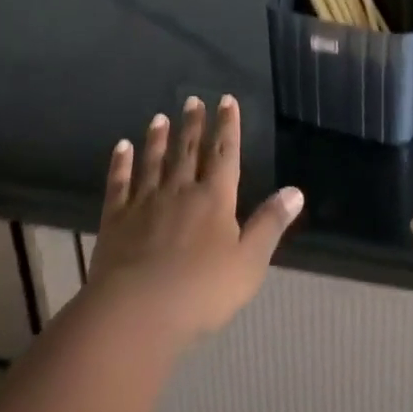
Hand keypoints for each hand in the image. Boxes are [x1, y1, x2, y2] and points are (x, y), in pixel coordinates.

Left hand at [86, 95, 302, 344]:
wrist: (137, 312)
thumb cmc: (201, 291)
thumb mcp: (249, 262)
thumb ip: (270, 224)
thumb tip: (296, 191)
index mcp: (215, 198)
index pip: (224, 154)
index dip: (228, 126)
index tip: (226, 100)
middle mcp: (180, 191)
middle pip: (189, 151)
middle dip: (193, 125)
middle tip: (192, 100)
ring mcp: (145, 203)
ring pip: (154, 162)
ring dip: (158, 139)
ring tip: (159, 118)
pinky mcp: (117, 220)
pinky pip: (119, 184)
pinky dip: (120, 164)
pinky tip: (121, 148)